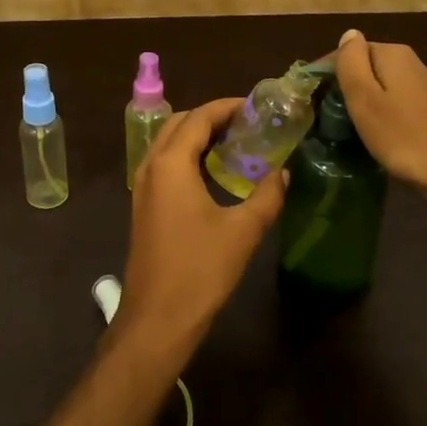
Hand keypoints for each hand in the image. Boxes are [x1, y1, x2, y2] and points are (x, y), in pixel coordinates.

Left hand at [118, 97, 287, 362]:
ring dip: (198, 136)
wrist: (157, 318)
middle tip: (248, 124)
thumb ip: (266, 196)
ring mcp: (143, 186)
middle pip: (179, 123)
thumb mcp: (242, 231)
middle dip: (212, 117)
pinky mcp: (144, 205)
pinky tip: (214, 173)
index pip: (199, 117)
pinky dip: (188, 156)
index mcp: (170, 164)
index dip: (227, 107)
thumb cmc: (200, 270)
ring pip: (169, 143)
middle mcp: (151, 166)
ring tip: (236, 143)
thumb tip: (283, 172)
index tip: (256, 107)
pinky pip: (165, 164)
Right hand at [333, 28, 426, 204]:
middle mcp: (408, 62)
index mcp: (391, 53)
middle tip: (323, 118)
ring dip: (359, 103)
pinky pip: (391, 103)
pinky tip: (371, 135)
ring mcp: (420, 86)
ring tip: (342, 129)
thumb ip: (351, 61)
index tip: (308, 100)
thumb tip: (348, 34)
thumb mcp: (365, 97)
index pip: (346, 52)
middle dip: (341, 88)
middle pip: (362, 68)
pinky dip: (377, 115)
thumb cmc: (403, 135)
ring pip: (377, 87)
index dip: (324, 73)